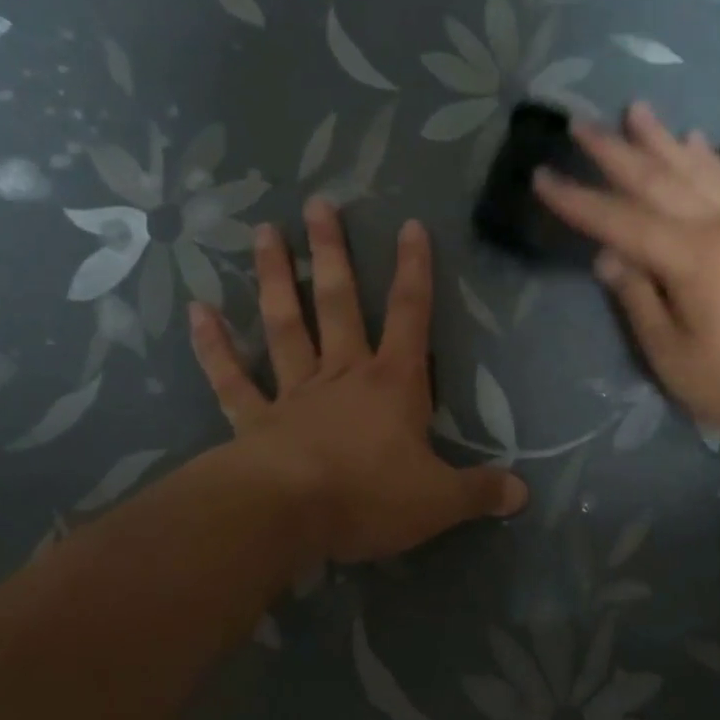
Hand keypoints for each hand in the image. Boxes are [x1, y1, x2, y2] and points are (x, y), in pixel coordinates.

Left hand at [190, 198, 527, 563]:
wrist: (289, 514)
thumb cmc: (369, 496)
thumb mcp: (439, 500)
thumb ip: (480, 490)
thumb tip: (523, 492)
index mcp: (391, 384)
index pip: (411, 316)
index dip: (415, 271)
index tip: (409, 226)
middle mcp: (342, 375)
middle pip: (339, 304)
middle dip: (333, 253)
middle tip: (318, 204)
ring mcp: (293, 393)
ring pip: (284, 326)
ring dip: (275, 279)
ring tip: (263, 232)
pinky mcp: (253, 419)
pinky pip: (231, 379)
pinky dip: (213, 346)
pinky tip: (197, 310)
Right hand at [533, 103, 719, 456]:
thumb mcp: (673, 356)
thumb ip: (637, 300)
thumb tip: (607, 257)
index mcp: (689, 257)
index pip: (618, 220)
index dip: (576, 200)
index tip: (541, 176)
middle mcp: (718, 225)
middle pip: (656, 179)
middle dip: (612, 152)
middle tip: (578, 124)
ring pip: (696, 168)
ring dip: (661, 139)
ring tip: (635, 110)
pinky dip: (710, 157)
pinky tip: (697, 140)